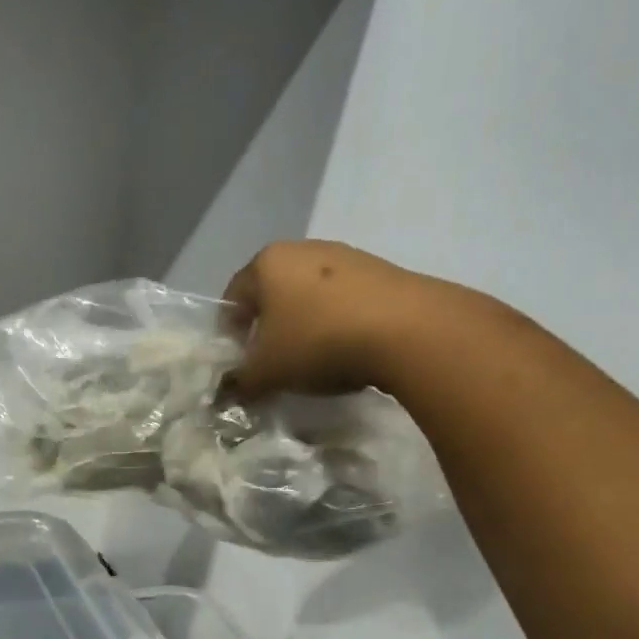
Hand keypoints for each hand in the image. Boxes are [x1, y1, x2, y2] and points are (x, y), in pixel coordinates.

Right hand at [223, 239, 450, 397]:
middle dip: (268, 327)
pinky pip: (345, 299)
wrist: (409, 331)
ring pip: (310, 295)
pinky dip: (338, 322)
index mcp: (266, 262)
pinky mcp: (383, 270)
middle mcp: (303, 248)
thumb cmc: (318, 341)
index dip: (229, 333)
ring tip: (312, 359)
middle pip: (272, 292)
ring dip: (304, 324)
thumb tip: (231, 391)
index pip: (233, 298)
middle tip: (272, 362)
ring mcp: (347, 255)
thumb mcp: (266, 372)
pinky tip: (348, 350)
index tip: (239, 362)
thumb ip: (241, 382)